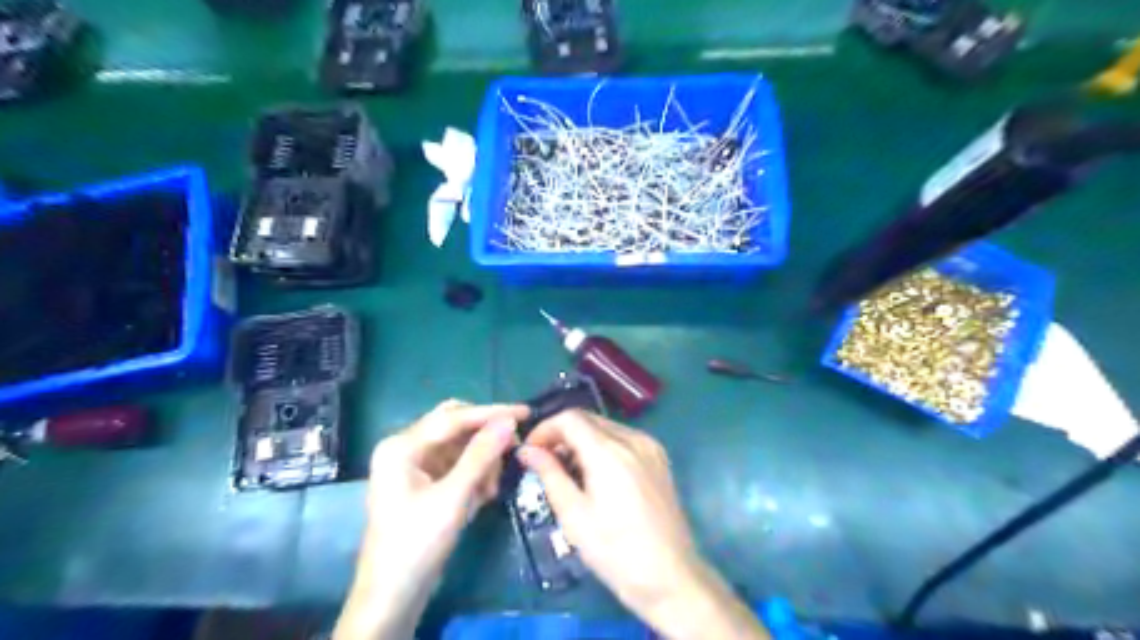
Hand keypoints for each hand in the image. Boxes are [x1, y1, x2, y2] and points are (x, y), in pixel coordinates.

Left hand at [330, 400, 524, 639]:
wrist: (392, 596)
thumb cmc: (417, 544)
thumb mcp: (454, 497)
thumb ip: (481, 455)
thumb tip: (509, 421)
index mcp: (402, 446)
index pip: (454, 418)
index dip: (491, 413)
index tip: (525, 412)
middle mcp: (405, 448)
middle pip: (455, 427)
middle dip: (485, 439)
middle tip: (514, 449)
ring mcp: (413, 465)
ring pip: (459, 446)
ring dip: (481, 461)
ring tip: (492, 488)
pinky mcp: (423, 483)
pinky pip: (456, 465)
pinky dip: (473, 475)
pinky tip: (483, 494)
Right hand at [521, 411, 768, 638]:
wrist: (671, 576)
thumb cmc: (616, 552)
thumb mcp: (574, 516)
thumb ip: (549, 475)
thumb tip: (527, 451)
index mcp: (610, 452)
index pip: (569, 418)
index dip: (544, 429)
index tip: (530, 452)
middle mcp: (633, 439)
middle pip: (588, 419)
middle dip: (561, 434)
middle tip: (544, 462)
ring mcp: (650, 446)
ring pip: (605, 427)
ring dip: (581, 440)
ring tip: (567, 471)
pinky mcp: (659, 458)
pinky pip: (623, 438)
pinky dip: (602, 446)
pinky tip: (595, 474)